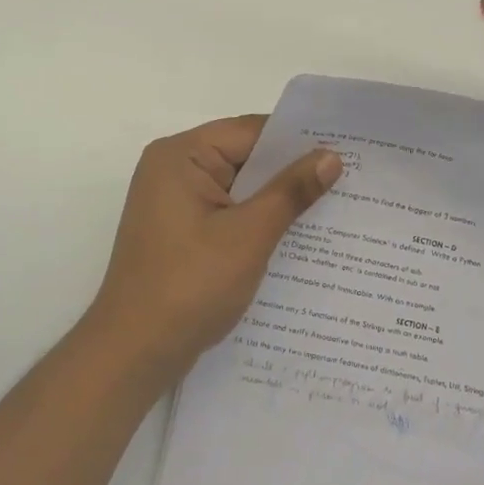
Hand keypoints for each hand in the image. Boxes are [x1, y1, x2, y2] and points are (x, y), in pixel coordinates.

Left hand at [86, 116, 341, 382]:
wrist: (134, 353)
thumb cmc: (189, 286)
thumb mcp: (248, 235)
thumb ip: (290, 191)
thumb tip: (331, 156)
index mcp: (181, 156)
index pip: (250, 132)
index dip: (297, 140)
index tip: (345, 150)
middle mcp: (173, 170)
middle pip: (244, 158)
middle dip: (291, 173)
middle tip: (350, 180)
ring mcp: (174, 204)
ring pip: (238, 189)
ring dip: (276, 201)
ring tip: (335, 208)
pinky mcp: (179, 233)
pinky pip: (227, 214)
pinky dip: (256, 223)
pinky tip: (297, 238)